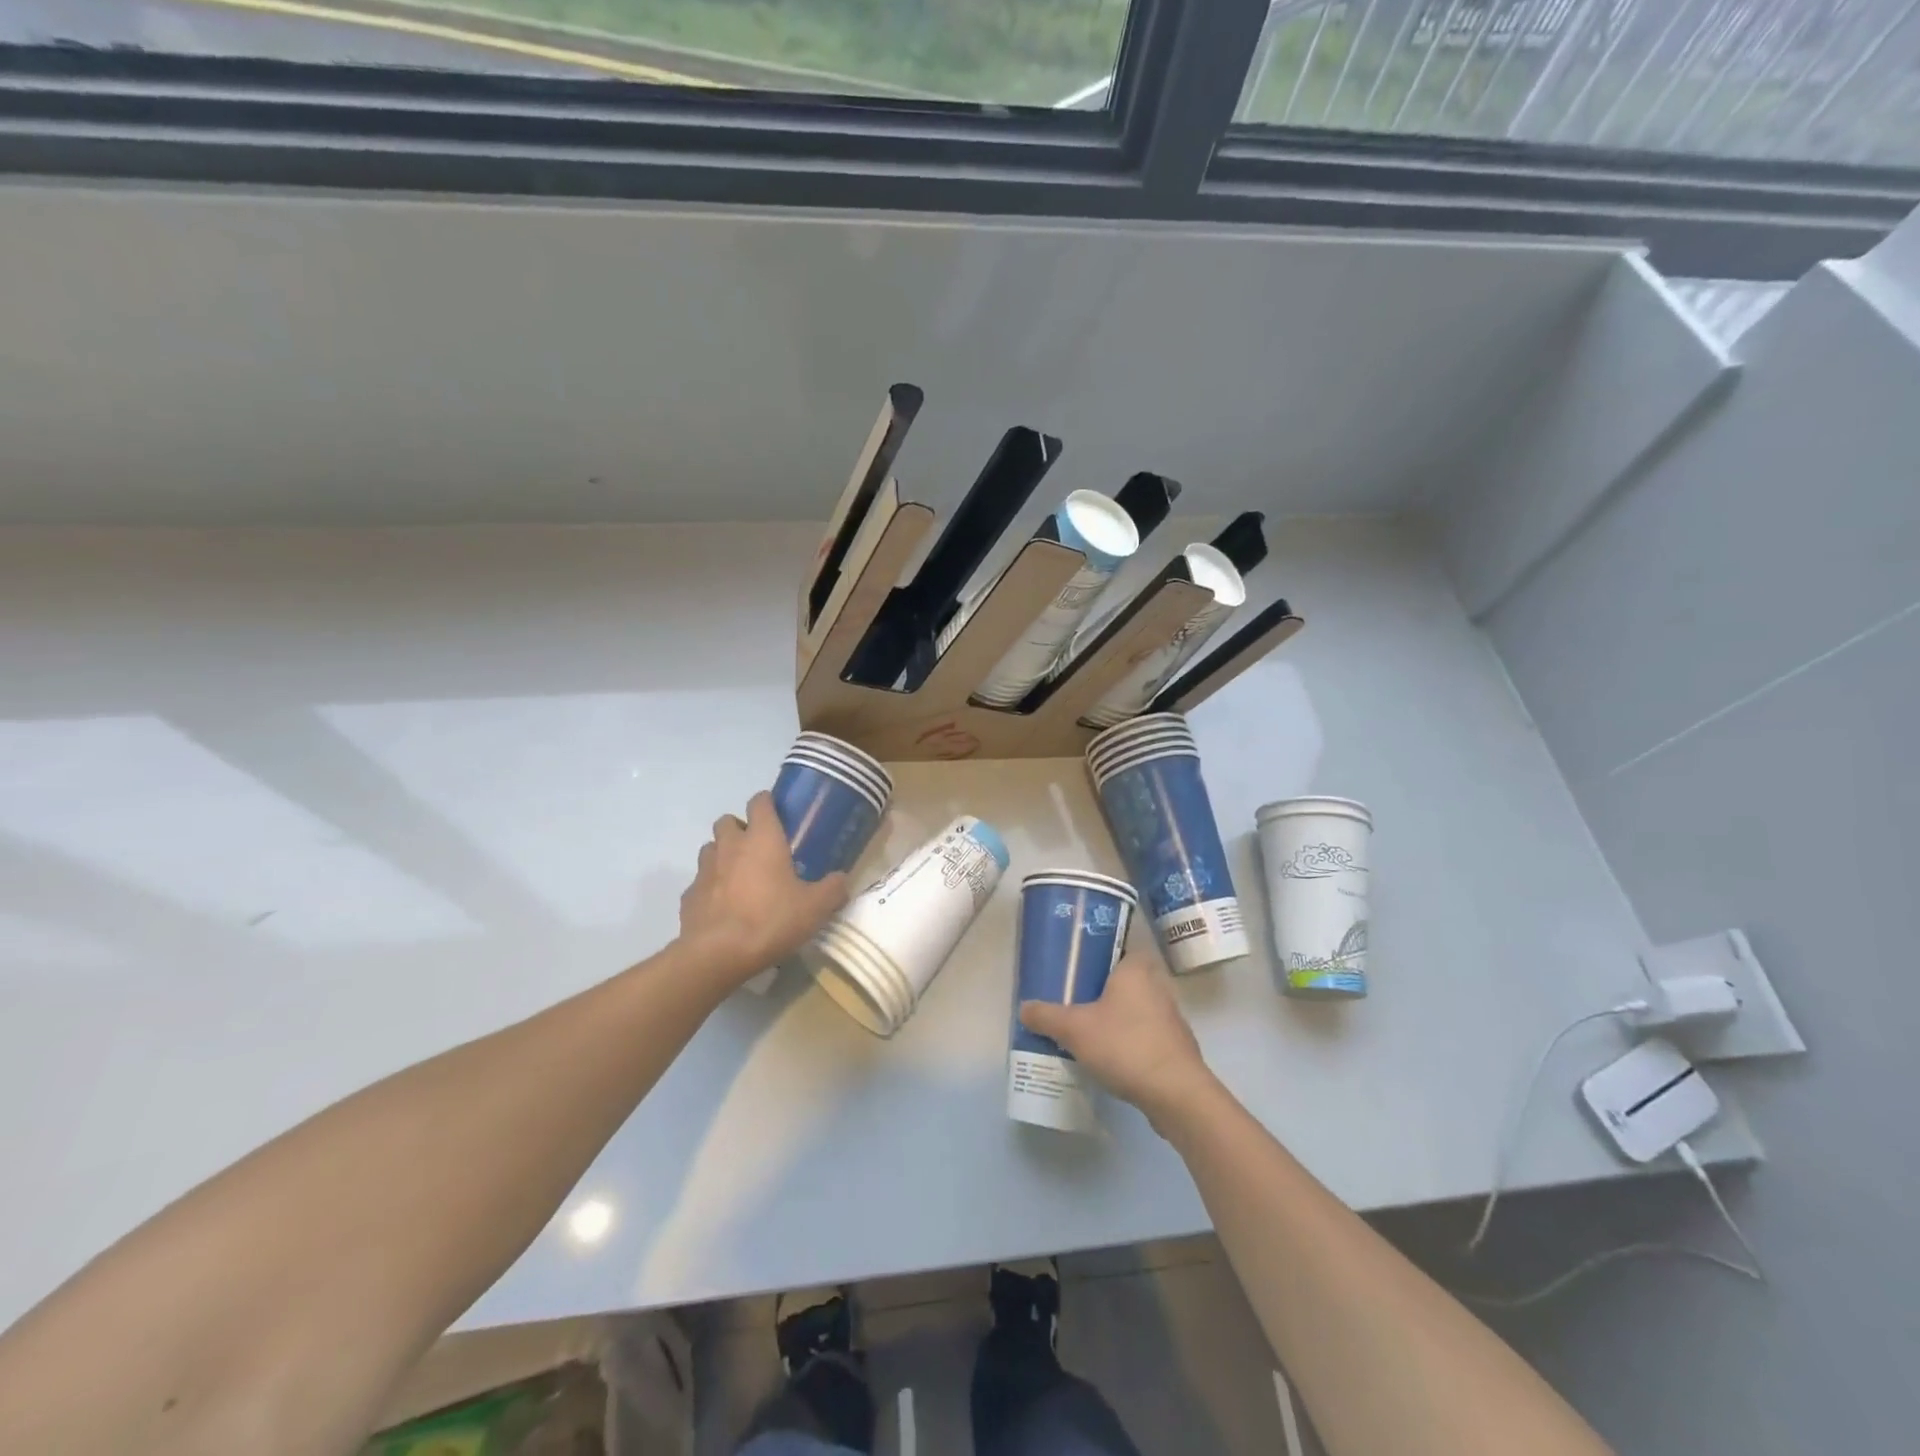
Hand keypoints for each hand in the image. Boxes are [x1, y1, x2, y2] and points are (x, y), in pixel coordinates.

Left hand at [677, 792, 848, 987]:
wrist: (718, 954)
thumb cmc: (771, 920)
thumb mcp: (815, 908)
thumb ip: (832, 889)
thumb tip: (842, 879)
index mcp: (762, 839)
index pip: (760, 802)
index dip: (767, 803)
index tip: (778, 814)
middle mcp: (730, 846)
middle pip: (727, 821)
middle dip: (740, 828)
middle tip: (759, 849)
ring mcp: (705, 870)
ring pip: (710, 849)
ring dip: (723, 855)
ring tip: (740, 876)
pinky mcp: (689, 896)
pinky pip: (700, 882)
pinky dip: (711, 888)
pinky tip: (723, 907)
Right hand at [1019, 951, 1215, 1129]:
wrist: (1177, 1095)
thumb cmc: (1125, 1046)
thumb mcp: (1074, 1029)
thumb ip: (1046, 1016)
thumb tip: (1024, 1008)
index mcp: (1136, 969)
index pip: (1118, 947)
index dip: (1097, 954)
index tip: (1075, 968)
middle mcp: (1157, 985)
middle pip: (1123, 979)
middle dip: (1100, 989)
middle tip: (1072, 1000)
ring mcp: (1170, 1017)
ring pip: (1134, 1008)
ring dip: (1114, 1017)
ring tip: (1084, 1030)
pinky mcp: (1175, 1046)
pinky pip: (1144, 1033)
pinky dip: (1127, 1040)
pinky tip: (1107, 1056)